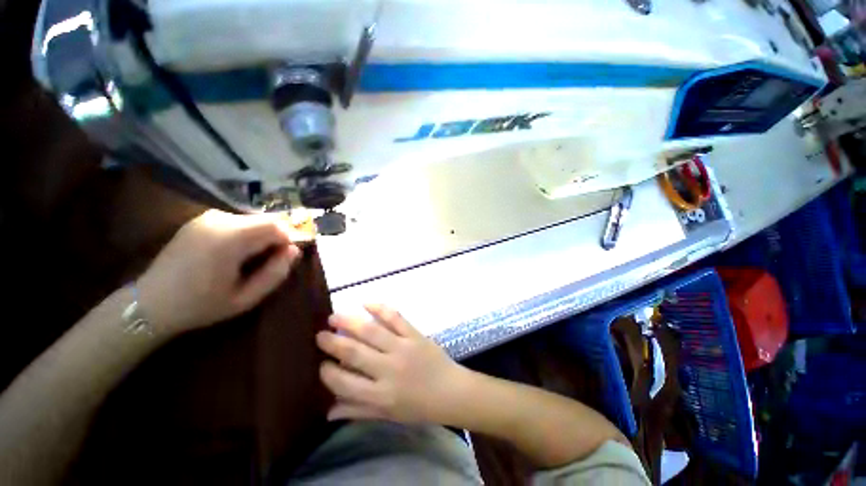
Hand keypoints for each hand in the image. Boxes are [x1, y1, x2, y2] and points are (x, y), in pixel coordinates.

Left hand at [137, 209, 300, 334]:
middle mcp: (219, 219)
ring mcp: (208, 217)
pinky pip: (237, 221)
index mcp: (230, 238)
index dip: (288, 241)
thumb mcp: (246, 298)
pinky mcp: (201, 220)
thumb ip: (275, 273)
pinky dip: (247, 234)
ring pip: (253, 220)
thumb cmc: (201, 305)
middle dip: (276, 238)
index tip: (284, 259)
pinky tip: (234, 254)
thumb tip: (294, 250)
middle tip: (269, 262)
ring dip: (261, 236)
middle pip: (266, 220)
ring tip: (250, 260)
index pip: (277, 226)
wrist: (150, 303)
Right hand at [316, 305, 469, 423]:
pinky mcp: (414, 334)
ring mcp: (402, 348)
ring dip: (350, 322)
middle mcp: (388, 369)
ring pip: (372, 332)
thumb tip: (327, 411)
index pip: (344, 383)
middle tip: (319, 334)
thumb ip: (358, 411)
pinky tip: (366, 303)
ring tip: (334, 316)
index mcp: (380, 395)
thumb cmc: (418, 407)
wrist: (450, 391)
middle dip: (333, 342)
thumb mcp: (387, 415)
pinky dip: (379, 308)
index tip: (319, 363)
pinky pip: (395, 317)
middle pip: (354, 352)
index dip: (328, 372)